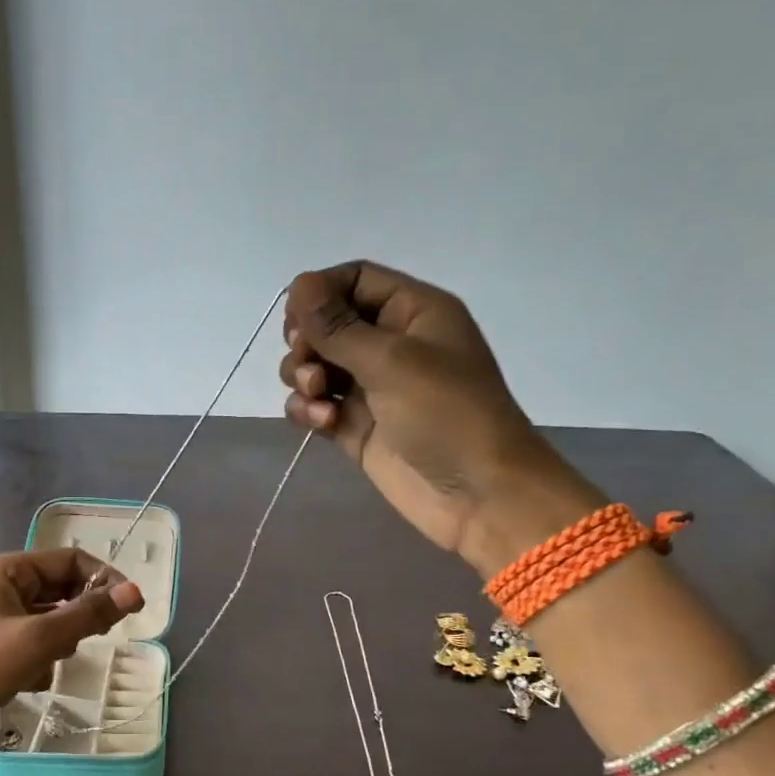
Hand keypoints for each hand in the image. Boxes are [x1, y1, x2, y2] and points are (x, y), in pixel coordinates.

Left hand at [0, 549, 144, 770]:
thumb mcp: (38, 640)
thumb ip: (89, 615)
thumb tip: (136, 592)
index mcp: (7, 570)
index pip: (71, 560)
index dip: (104, 580)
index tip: (132, 609)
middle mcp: (0, 586)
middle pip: (61, 590)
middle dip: (77, 617)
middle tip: (87, 642)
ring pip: (50, 621)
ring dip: (57, 643)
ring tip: (44, 665)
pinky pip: (33, 644)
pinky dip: (39, 661)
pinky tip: (27, 682)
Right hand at [280, 261, 599, 570]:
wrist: (479, 496)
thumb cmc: (447, 414)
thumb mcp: (392, 360)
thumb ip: (338, 325)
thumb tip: (297, 282)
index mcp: (413, 312)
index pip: (354, 279)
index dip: (319, 292)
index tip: (296, 319)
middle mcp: (390, 344)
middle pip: (327, 323)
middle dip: (307, 340)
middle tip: (307, 361)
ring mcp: (371, 388)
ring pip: (316, 365)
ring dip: (303, 376)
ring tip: (319, 397)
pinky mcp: (356, 426)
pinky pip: (317, 404)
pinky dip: (308, 409)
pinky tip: (321, 422)